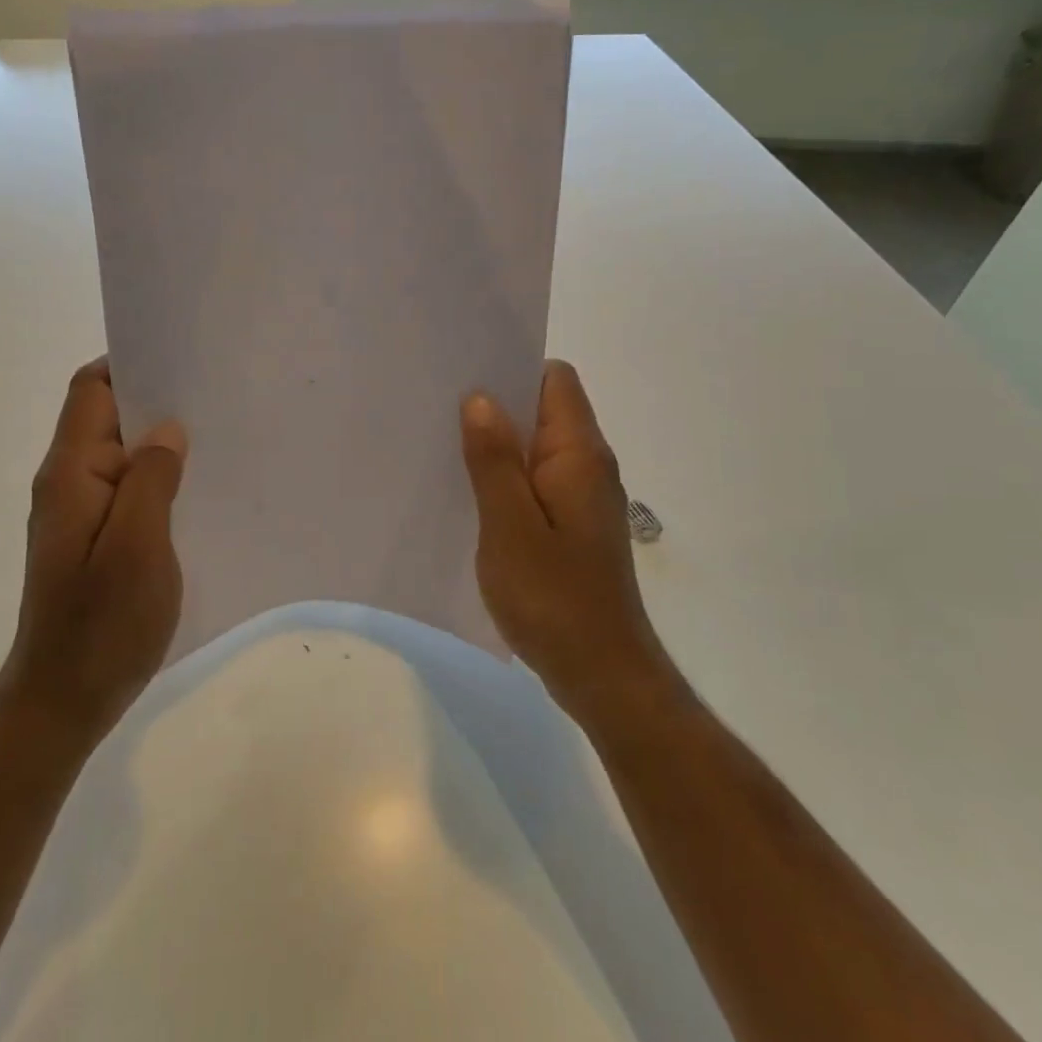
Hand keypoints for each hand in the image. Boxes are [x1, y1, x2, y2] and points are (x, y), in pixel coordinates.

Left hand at [0, 358, 187, 750]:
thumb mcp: (137, 547)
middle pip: (107, 416)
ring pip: (122, 454)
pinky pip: (128, 489)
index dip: (131, 364)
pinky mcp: (95, 538)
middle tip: (215, 396)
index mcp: (71, 473)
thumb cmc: (101, 625)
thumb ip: (151, 479)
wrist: (63, 701)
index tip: (183, 360)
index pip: (91, 390)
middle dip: (156, 401)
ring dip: (161, 442)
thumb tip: (169, 428)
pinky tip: (196, 488)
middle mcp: (69, 482)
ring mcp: (80, 512)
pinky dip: (158, 478)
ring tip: (217, 436)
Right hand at [460, 360, 668, 723]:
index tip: (465, 375)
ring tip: (445, 447)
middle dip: (496, 405)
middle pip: (544, 409)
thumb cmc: (554, 598)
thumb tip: (481, 397)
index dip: (513, 368)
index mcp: (578, 454)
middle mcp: (587, 465)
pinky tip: (470, 495)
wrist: (602, 673)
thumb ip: (494, 460)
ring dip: (498, 444)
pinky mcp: (572, 525)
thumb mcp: (510, 526)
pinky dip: (506, 478)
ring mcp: (582, 496)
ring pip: (537, 447)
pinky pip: (536, 481)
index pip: (555, 380)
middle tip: (439, 410)